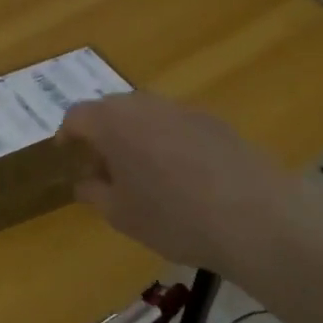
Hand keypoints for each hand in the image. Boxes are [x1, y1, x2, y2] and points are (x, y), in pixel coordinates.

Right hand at [59, 93, 283, 274]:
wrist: (255, 217)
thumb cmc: (173, 217)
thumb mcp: (121, 215)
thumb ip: (94, 192)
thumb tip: (85, 181)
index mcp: (113, 122)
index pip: (77, 116)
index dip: (67, 136)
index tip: (67, 156)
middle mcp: (146, 105)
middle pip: (112, 110)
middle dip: (102, 135)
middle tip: (103, 168)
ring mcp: (184, 109)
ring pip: (147, 116)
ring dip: (136, 137)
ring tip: (143, 175)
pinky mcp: (216, 122)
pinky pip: (177, 125)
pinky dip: (167, 143)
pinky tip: (182, 177)